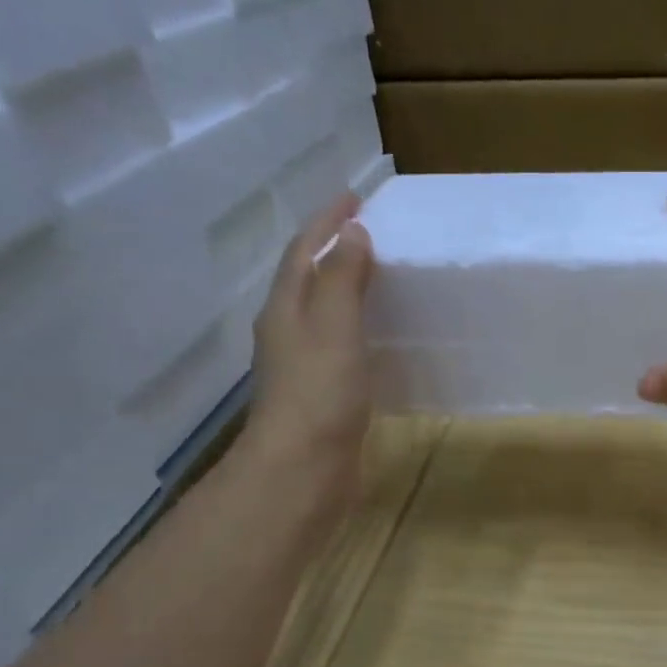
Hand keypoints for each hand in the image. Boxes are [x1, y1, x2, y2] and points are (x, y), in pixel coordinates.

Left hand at [241, 192, 375, 491]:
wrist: (304, 469)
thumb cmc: (320, 393)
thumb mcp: (334, 326)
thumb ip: (343, 279)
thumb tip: (352, 235)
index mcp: (286, 309)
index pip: (304, 251)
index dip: (327, 222)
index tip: (356, 197)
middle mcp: (288, 331)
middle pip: (308, 279)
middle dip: (334, 251)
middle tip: (370, 234)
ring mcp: (303, 365)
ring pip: (323, 314)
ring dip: (346, 289)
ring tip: (380, 278)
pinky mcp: (322, 394)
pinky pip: (340, 345)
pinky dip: (358, 328)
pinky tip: (380, 338)